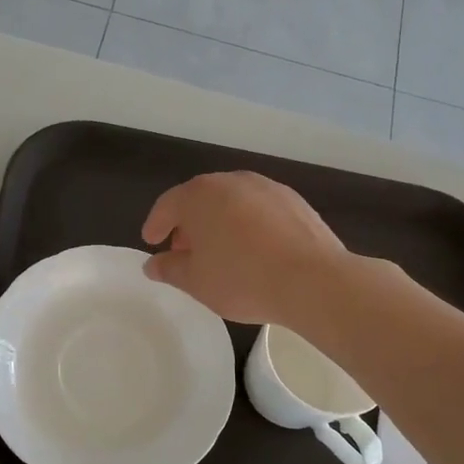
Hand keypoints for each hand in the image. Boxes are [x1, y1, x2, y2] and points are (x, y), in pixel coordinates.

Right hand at [141, 171, 347, 325]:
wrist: (312, 280)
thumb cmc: (242, 279)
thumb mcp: (195, 281)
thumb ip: (169, 269)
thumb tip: (153, 264)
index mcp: (199, 196)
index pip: (168, 205)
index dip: (156, 224)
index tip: (151, 241)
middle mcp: (231, 181)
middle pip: (200, 199)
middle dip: (188, 223)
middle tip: (184, 250)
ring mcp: (266, 187)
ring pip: (231, 201)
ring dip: (219, 222)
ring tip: (219, 251)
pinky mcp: (293, 200)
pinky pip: (258, 209)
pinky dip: (248, 224)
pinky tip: (253, 249)